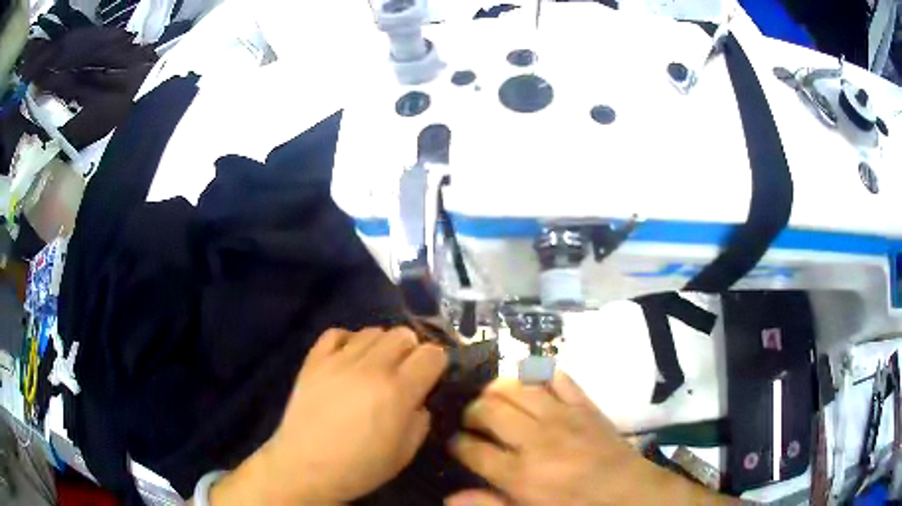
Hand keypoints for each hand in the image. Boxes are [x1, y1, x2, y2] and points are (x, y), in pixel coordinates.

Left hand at [209, 327, 447, 504]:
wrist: (305, 467)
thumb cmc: (360, 468)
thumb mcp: (406, 453)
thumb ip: (421, 419)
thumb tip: (418, 399)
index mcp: (398, 391)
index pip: (431, 354)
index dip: (436, 363)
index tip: (431, 377)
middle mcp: (371, 367)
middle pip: (403, 334)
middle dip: (411, 350)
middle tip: (404, 372)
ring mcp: (338, 360)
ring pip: (372, 330)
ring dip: (382, 345)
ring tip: (376, 366)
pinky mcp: (314, 360)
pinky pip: (336, 333)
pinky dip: (348, 340)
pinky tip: (348, 359)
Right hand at [447, 372, 726, 505]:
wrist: (629, 493)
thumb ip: (489, 504)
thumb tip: (448, 499)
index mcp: (519, 474)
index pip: (471, 448)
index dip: (456, 443)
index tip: (454, 443)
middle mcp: (535, 439)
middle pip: (488, 409)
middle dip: (471, 411)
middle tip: (472, 421)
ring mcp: (562, 416)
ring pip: (517, 387)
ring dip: (498, 389)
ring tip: (493, 399)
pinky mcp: (584, 404)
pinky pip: (557, 377)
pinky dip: (541, 375)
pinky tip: (532, 386)